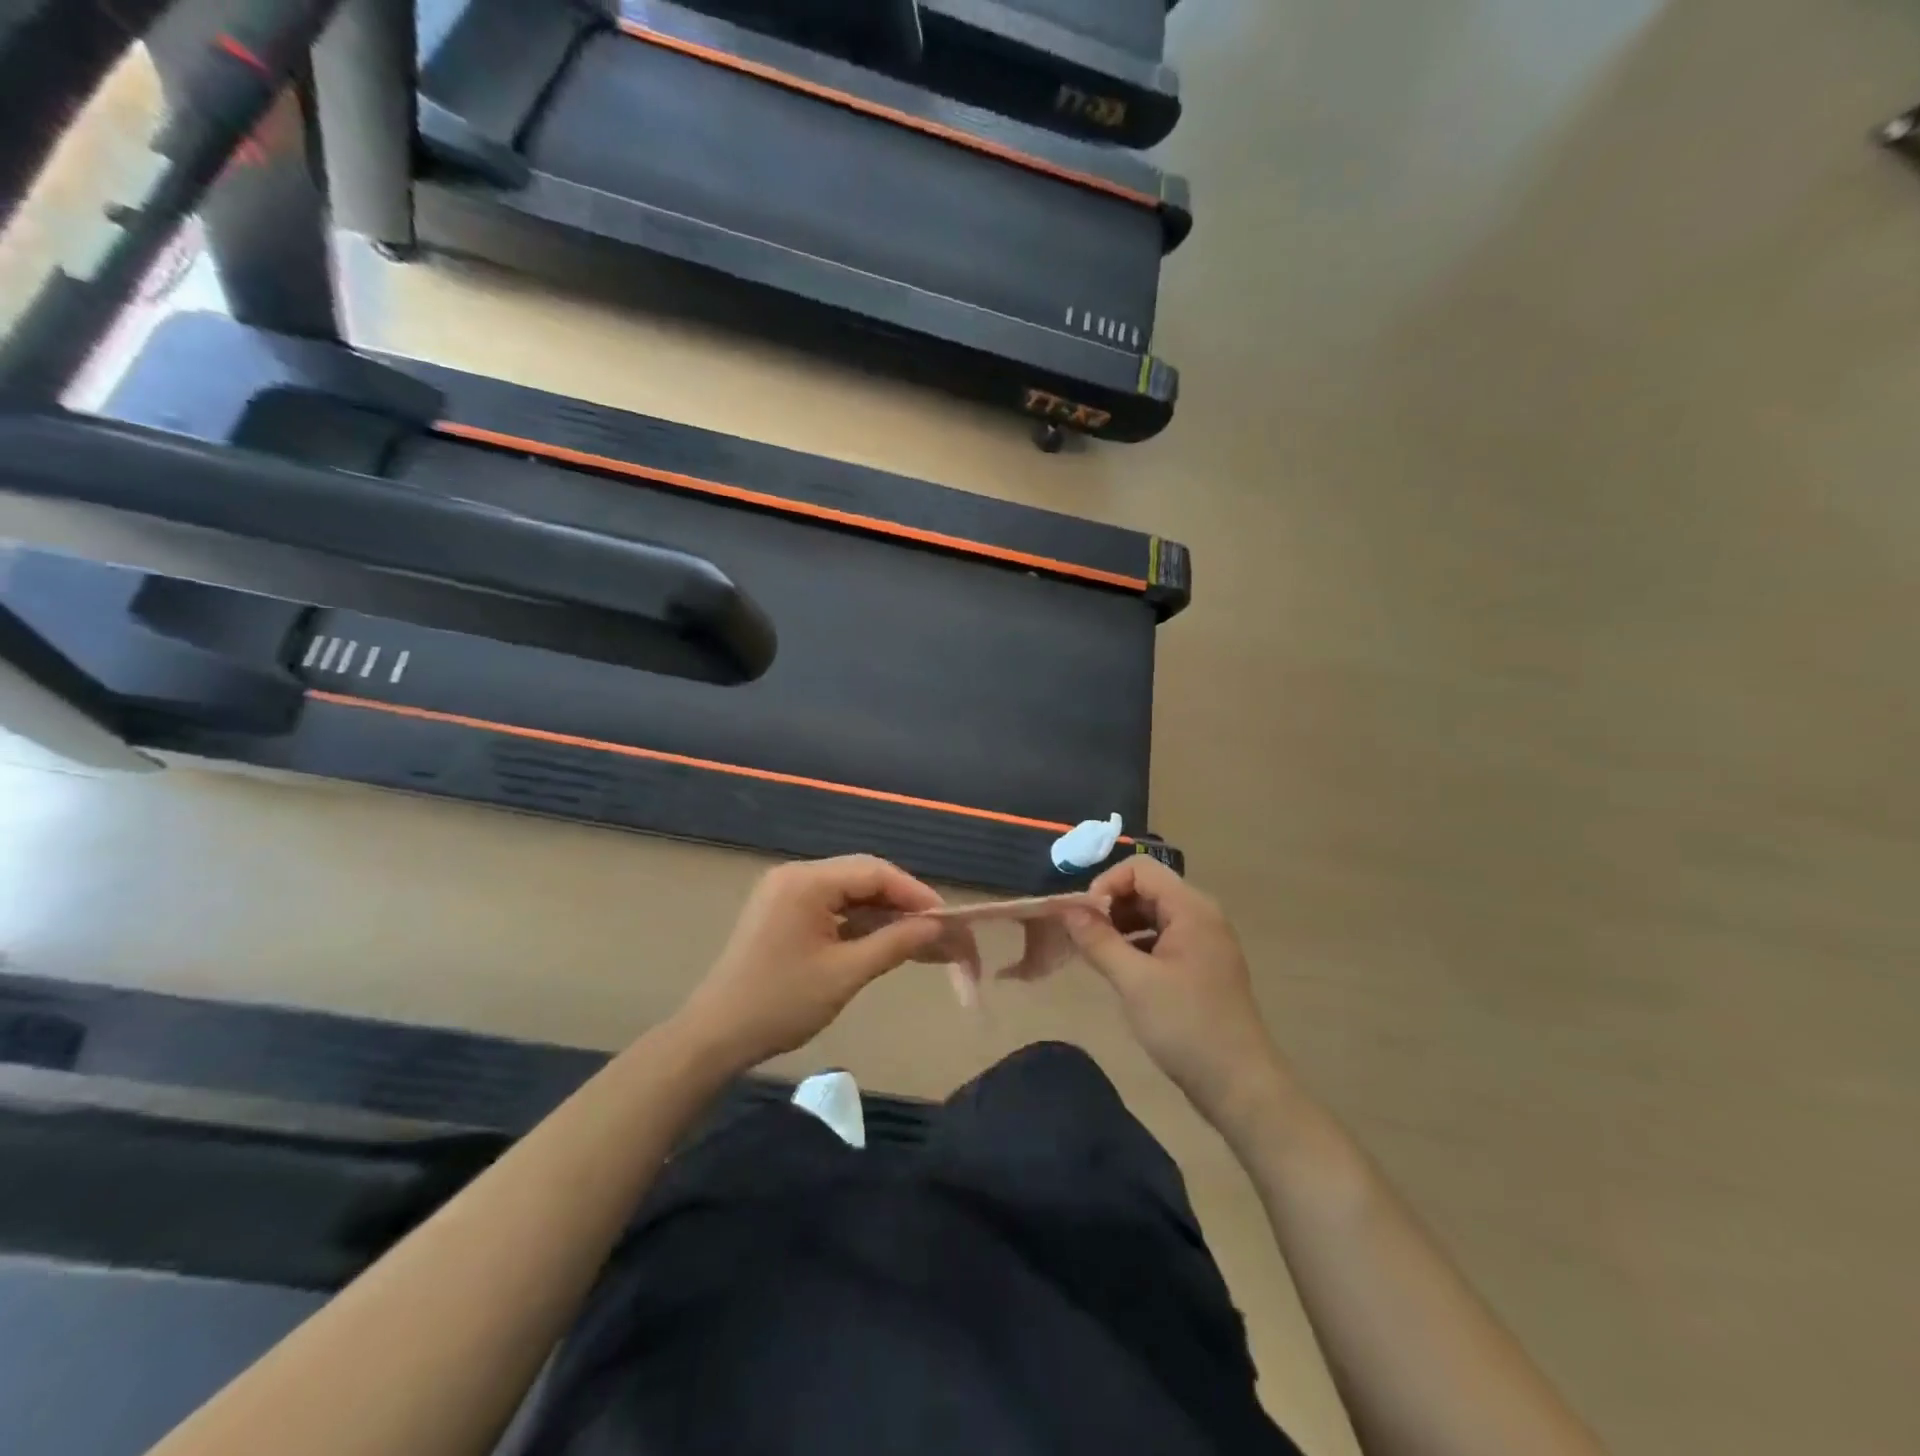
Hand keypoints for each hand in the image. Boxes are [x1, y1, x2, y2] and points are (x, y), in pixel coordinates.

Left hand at [676, 856, 948, 1071]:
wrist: (714, 1037)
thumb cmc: (780, 1004)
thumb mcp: (845, 974)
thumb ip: (895, 943)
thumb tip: (937, 927)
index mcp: (807, 881)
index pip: (875, 872)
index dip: (916, 893)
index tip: (947, 920)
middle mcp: (796, 875)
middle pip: (863, 877)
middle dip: (903, 902)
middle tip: (936, 930)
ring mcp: (785, 892)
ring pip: (849, 892)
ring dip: (883, 913)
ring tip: (917, 939)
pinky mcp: (782, 912)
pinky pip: (831, 906)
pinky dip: (859, 922)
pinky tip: (881, 941)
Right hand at [1064, 859, 1288, 1125]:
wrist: (1240, 1085)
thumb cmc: (1186, 1026)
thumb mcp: (1134, 982)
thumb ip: (1098, 940)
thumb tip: (1067, 909)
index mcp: (1191, 909)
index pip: (1140, 869)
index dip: (1107, 884)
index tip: (1084, 918)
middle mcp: (1201, 916)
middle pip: (1147, 889)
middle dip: (1112, 906)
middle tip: (1084, 938)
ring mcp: (1204, 942)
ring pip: (1153, 914)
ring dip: (1122, 926)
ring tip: (1096, 954)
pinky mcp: (1201, 967)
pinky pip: (1163, 938)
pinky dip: (1137, 945)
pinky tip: (1120, 971)